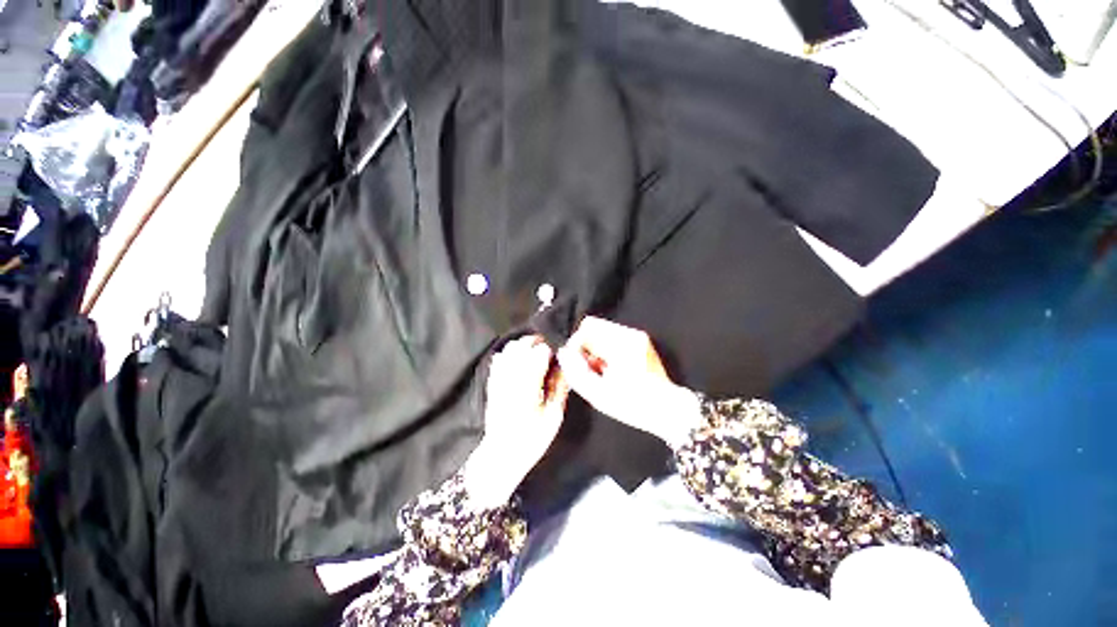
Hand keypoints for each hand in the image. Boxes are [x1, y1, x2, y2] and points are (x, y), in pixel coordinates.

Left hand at [465, 335, 568, 507]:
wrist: (501, 454)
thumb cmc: (531, 438)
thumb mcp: (554, 416)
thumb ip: (560, 387)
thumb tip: (566, 366)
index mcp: (529, 382)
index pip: (540, 350)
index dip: (552, 351)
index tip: (558, 359)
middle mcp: (512, 375)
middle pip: (523, 344)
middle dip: (538, 343)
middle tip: (548, 354)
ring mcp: (499, 377)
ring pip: (510, 348)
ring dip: (523, 346)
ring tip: (534, 356)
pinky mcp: (492, 382)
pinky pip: (499, 359)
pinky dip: (510, 354)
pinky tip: (519, 363)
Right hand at [557, 317, 700, 447]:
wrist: (668, 410)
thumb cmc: (633, 405)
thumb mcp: (598, 394)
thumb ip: (576, 372)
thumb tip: (564, 352)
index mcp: (621, 343)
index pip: (587, 328)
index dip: (576, 345)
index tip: (576, 363)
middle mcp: (630, 333)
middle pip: (594, 327)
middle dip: (585, 347)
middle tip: (589, 369)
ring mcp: (636, 336)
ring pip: (602, 332)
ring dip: (595, 349)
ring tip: (601, 371)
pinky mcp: (640, 341)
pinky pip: (612, 338)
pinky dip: (606, 351)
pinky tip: (611, 369)